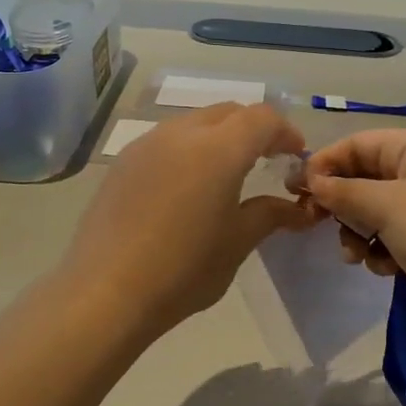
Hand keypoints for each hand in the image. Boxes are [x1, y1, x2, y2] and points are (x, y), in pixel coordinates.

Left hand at [59, 104, 318, 337]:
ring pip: (194, 123)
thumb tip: (299, 209)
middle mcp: (181, 133)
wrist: (106, 292)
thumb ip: (270, 215)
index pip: (262, 119)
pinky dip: (188, 150)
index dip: (285, 132)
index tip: (295, 156)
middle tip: (267, 160)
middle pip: (228, 113)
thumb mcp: (237, 243)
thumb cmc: (184, 269)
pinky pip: (166, 141)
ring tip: (226, 174)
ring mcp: (147, 144)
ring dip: (219, 137)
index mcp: (218, 149)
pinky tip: (186, 188)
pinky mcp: (123, 162)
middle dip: (253, 130)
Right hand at [303, 130, 405, 332]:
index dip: (323, 164)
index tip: (296, 192)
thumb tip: (311, 181)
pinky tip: (386, 268)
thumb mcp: (385, 206)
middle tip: (317, 226)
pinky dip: (382, 249)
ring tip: (359, 255)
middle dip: (340, 204)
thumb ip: (342, 192)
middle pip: (362, 177)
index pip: (354, 144)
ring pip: (373, 211)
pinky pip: (391, 235)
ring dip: (358, 232)